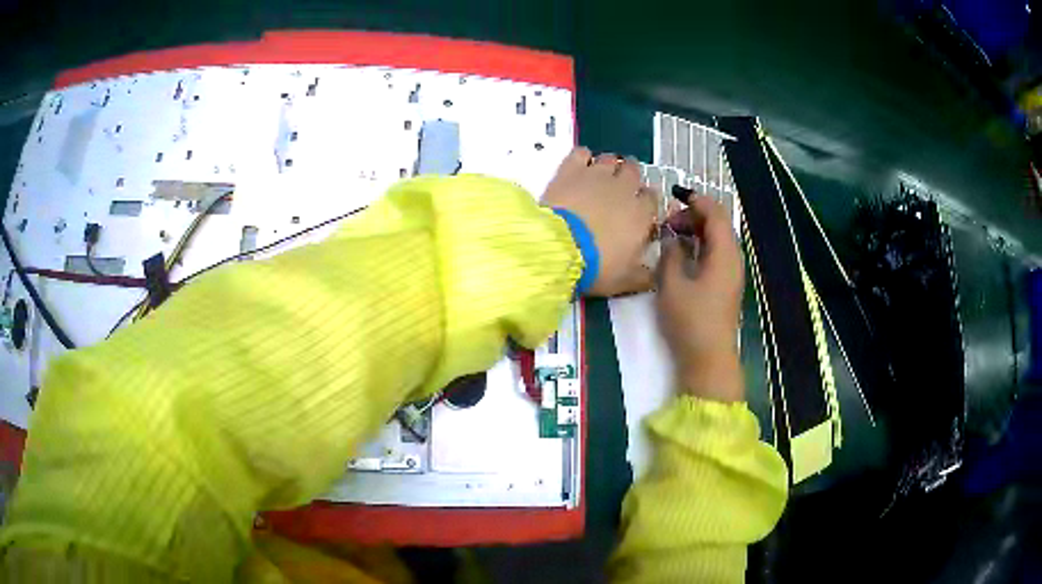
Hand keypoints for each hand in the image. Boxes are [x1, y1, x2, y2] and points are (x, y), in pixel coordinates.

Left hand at [542, 147, 658, 296]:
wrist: (559, 249)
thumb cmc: (597, 267)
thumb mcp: (626, 281)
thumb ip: (646, 276)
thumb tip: (656, 275)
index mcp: (641, 214)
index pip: (652, 198)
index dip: (645, 203)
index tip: (637, 211)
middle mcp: (624, 188)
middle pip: (634, 171)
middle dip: (629, 177)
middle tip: (618, 191)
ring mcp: (597, 175)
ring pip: (610, 159)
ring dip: (608, 166)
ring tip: (599, 178)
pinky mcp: (571, 169)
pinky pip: (582, 152)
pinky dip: (583, 158)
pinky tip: (579, 168)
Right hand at [656, 196, 744, 402]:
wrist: (708, 358)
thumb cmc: (690, 320)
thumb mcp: (672, 283)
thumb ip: (671, 253)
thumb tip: (672, 237)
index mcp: (724, 253)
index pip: (715, 213)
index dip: (696, 200)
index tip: (674, 195)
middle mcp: (733, 259)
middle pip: (718, 224)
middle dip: (694, 216)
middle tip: (667, 222)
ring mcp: (731, 273)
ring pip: (717, 240)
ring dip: (696, 231)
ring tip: (672, 235)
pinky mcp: (726, 285)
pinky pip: (716, 254)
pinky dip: (700, 246)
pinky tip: (682, 254)